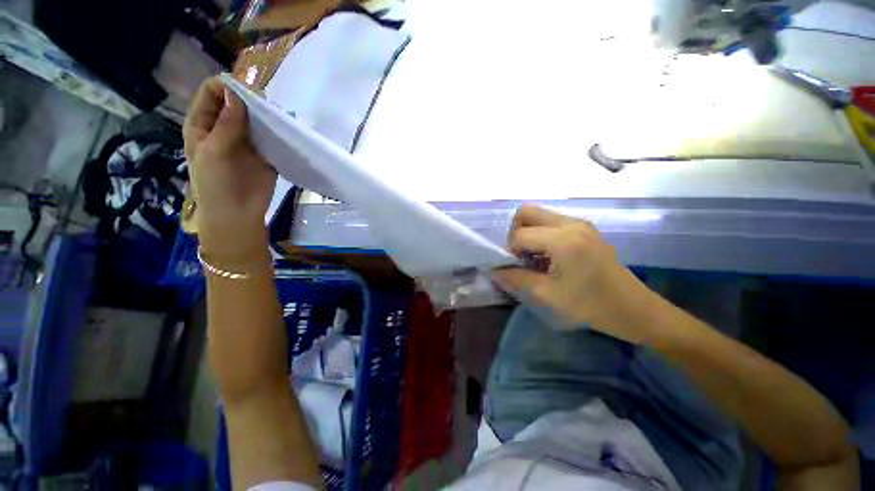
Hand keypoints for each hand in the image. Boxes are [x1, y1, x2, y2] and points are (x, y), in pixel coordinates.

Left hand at [183, 78, 276, 265]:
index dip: (227, 86)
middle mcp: (224, 127)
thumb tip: (238, 94)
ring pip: (254, 118)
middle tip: (266, 105)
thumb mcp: (214, 151)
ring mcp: (245, 140)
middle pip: (235, 102)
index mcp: (202, 124)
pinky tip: (285, 129)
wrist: (237, 213)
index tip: (247, 91)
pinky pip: (270, 136)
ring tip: (278, 116)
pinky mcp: (264, 152)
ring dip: (265, 114)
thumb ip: (227, 124)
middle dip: (249, 99)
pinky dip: (277, 130)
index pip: (212, 93)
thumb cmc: (216, 183)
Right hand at [493, 205, 657, 343]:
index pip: (520, 235)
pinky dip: (541, 234)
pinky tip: (548, 255)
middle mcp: (570, 223)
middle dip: (515, 232)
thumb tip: (494, 272)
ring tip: (534, 257)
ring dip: (528, 232)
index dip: (510, 251)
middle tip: (520, 255)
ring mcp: (580, 223)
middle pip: (526, 212)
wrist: (634, 309)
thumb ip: (517, 279)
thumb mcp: (549, 296)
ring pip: (539, 214)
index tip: (515, 268)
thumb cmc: (592, 305)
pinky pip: (552, 221)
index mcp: (563, 240)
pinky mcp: (585, 228)